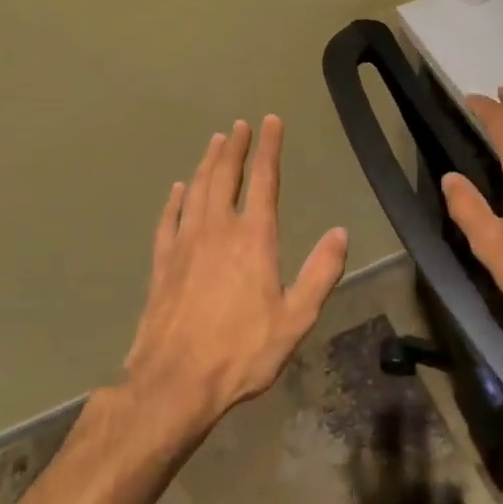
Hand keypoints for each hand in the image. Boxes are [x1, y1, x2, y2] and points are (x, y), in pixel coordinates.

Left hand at [121, 116, 348, 435]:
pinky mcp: (162, 263)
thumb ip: (320, 273)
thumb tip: (340, 233)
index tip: (270, 122)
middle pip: (225, 176)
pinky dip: (175, 200)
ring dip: (206, 164)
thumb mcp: (296, 318)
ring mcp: (185, 244)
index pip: (264, 180)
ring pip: (196, 191)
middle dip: (234, 147)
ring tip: (214, 142)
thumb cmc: (242, 351)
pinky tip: (177, 190)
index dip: (269, 148)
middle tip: (239, 125)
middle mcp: (217, 230)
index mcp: (253, 239)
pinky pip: (168, 220)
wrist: (175, 381)